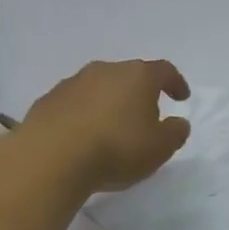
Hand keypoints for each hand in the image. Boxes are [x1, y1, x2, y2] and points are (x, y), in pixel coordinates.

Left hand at [19, 60, 192, 195]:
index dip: (175, 83)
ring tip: (111, 129)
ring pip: (99, 88)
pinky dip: (83, 115)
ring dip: (108, 103)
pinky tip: (82, 137)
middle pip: (128, 76)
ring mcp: (72, 83)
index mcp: (137, 76)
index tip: (182, 97)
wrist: (51, 158)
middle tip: (145, 117)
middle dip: (139, 93)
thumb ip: (175, 133)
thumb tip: (177, 122)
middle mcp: (105, 70)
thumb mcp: (159, 148)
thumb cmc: (116, 149)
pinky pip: (74, 104)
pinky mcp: (47, 101)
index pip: (163, 71)